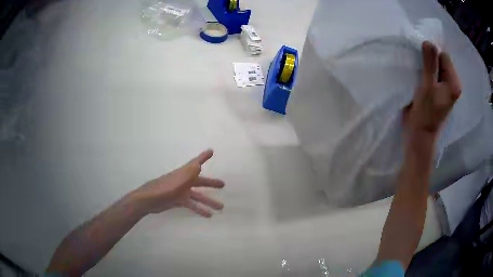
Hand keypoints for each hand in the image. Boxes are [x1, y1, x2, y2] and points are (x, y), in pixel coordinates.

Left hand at [129, 149, 224, 217]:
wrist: (150, 200)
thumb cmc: (165, 187)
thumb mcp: (180, 179)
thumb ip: (191, 171)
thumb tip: (203, 160)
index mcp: (185, 173)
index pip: (196, 163)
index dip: (203, 157)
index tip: (211, 152)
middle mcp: (184, 181)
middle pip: (200, 181)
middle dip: (211, 183)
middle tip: (223, 185)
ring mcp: (181, 192)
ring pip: (198, 196)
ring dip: (209, 201)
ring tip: (221, 208)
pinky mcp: (178, 201)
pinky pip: (192, 205)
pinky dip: (200, 209)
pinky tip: (208, 215)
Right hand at [404, 41, 461, 139]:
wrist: (420, 136)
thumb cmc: (425, 114)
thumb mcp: (428, 87)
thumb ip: (430, 64)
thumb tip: (428, 42)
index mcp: (454, 83)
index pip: (444, 56)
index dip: (432, 56)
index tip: (423, 65)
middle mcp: (452, 84)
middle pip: (440, 60)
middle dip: (429, 61)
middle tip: (421, 72)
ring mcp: (445, 88)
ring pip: (436, 66)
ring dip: (426, 67)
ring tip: (420, 77)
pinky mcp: (438, 91)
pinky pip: (433, 74)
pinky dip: (426, 72)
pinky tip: (420, 80)